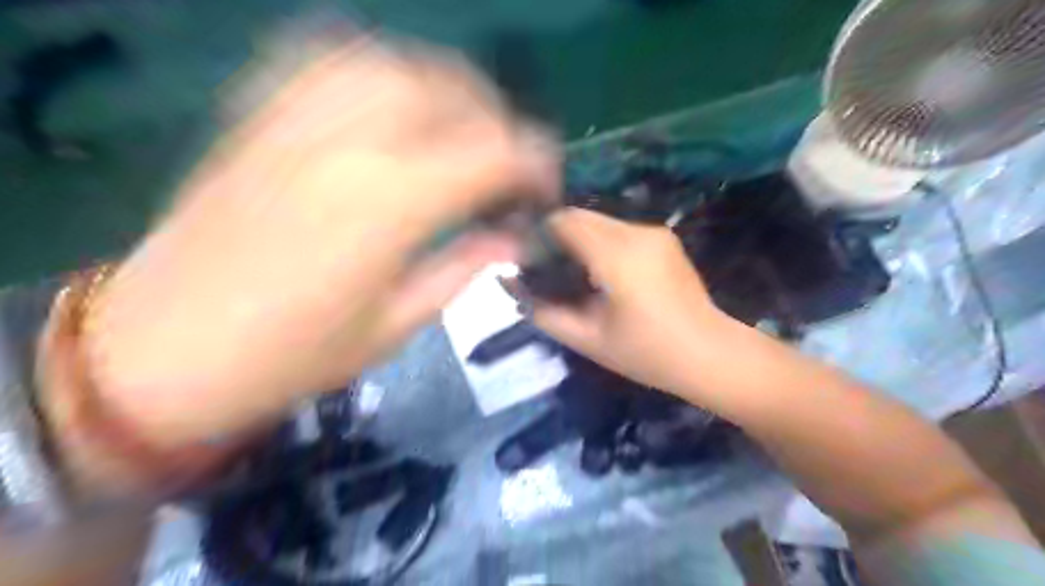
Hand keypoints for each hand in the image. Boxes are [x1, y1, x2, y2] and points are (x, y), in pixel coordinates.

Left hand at [79, 34, 559, 445]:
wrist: (163, 354)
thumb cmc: (292, 359)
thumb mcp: (395, 326)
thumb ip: (463, 269)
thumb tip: (512, 238)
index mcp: (391, 205)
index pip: (492, 153)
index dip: (534, 164)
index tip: (545, 187)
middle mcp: (350, 145)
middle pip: (449, 92)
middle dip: (497, 119)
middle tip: (508, 161)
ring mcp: (297, 123)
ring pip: (393, 63)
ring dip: (444, 86)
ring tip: (460, 125)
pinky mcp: (259, 120)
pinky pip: (323, 60)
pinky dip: (374, 65)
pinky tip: (389, 96)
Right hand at [528, 208, 728, 395]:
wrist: (711, 354)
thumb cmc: (648, 353)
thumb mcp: (589, 340)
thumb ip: (545, 312)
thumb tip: (512, 287)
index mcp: (616, 256)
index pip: (564, 222)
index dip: (539, 233)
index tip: (527, 257)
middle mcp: (636, 233)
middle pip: (581, 216)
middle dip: (558, 235)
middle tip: (546, 268)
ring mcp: (654, 232)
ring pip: (600, 221)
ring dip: (580, 238)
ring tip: (573, 272)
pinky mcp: (665, 238)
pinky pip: (619, 230)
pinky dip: (601, 242)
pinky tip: (601, 272)